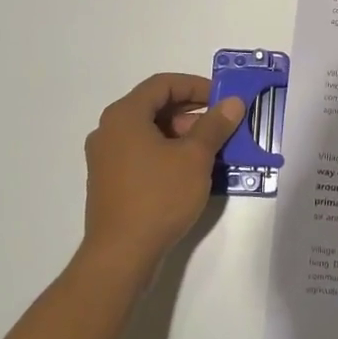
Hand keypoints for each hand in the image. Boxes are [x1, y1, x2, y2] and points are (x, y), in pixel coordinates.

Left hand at [82, 73, 243, 275]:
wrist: (121, 255)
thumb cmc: (158, 197)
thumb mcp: (195, 158)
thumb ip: (215, 125)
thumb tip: (232, 103)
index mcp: (124, 115)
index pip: (163, 84)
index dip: (196, 85)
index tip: (223, 99)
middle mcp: (108, 130)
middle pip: (154, 107)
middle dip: (191, 112)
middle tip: (220, 127)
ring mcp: (104, 158)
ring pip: (148, 132)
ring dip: (180, 135)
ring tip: (210, 152)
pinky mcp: (108, 182)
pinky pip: (140, 153)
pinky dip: (165, 153)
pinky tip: (189, 173)